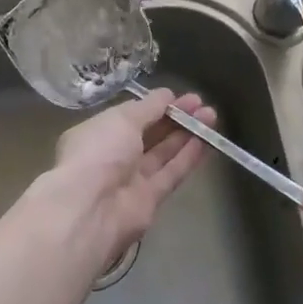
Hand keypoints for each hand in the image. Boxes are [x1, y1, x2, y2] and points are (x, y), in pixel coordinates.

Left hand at [34, 87, 214, 276]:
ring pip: (164, 153)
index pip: (130, 116)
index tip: (179, 96)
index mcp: (98, 133)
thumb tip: (167, 95)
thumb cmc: (99, 151)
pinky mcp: (150, 200)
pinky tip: (208, 140)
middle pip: (149, 134)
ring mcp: (132, 179)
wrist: (91, 208)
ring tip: (211, 115)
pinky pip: (172, 173)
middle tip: (202, 104)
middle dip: (175, 118)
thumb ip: (148, 107)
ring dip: (187, 134)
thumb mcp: (122, 118)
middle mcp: (113, 156)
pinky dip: (189, 156)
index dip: (155, 106)